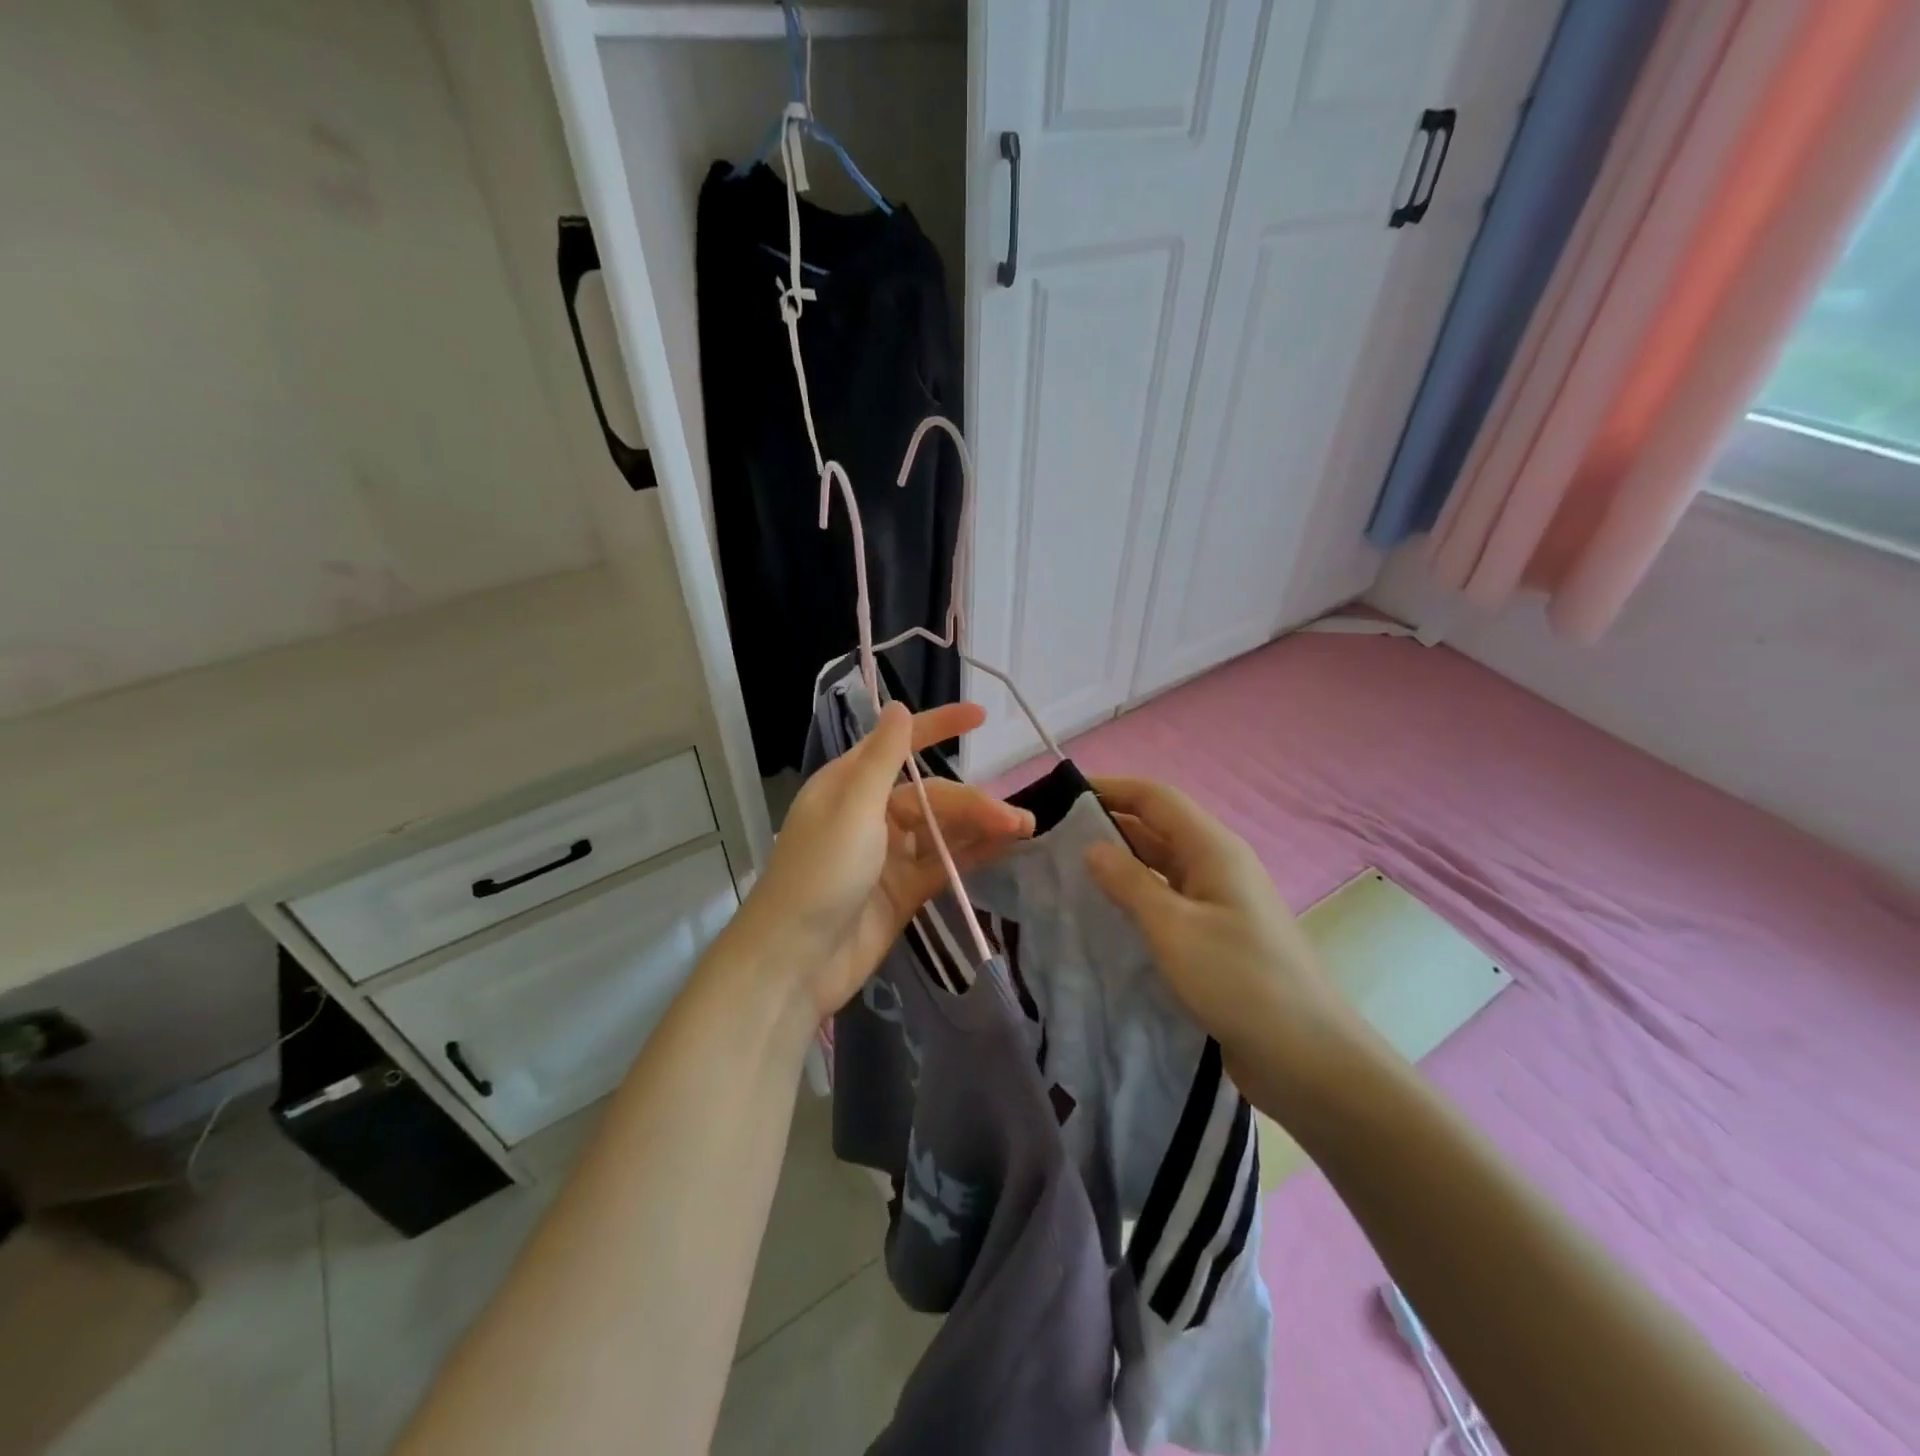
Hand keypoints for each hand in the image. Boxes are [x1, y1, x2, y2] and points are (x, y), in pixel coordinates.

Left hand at [739, 700, 1033, 1019]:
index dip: (939, 727)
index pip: (900, 745)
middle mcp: (870, 813)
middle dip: (974, 803)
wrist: (796, 962)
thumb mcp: (852, 808)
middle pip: (932, 797)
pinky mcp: (903, 890)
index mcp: (849, 784)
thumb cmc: (819, 874)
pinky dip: (971, 854)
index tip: (980, 716)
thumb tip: (898, 706)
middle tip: (1017, 819)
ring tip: (1023, 830)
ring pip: (942, 830)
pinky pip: (943, 863)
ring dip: (980, 828)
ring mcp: (888, 855)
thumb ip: (882, 760)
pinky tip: (1004, 848)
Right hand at [1083, 777, 1355, 1074]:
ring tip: (1068, 874)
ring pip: (1160, 866)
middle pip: (1157, 829)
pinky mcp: (1216, 935)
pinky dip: (1136, 898)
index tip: (1062, 796)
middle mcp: (1217, 865)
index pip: (1156, 798)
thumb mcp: (1173, 928)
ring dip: (1120, 865)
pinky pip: (1168, 900)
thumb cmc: (1238, 980)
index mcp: (1213, 849)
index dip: (1111, 789)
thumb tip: (1092, 847)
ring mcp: (1219, 901)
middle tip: (1054, 839)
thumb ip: (1129, 883)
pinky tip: (1105, 915)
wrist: (1306, 1057)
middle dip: (1108, 826)